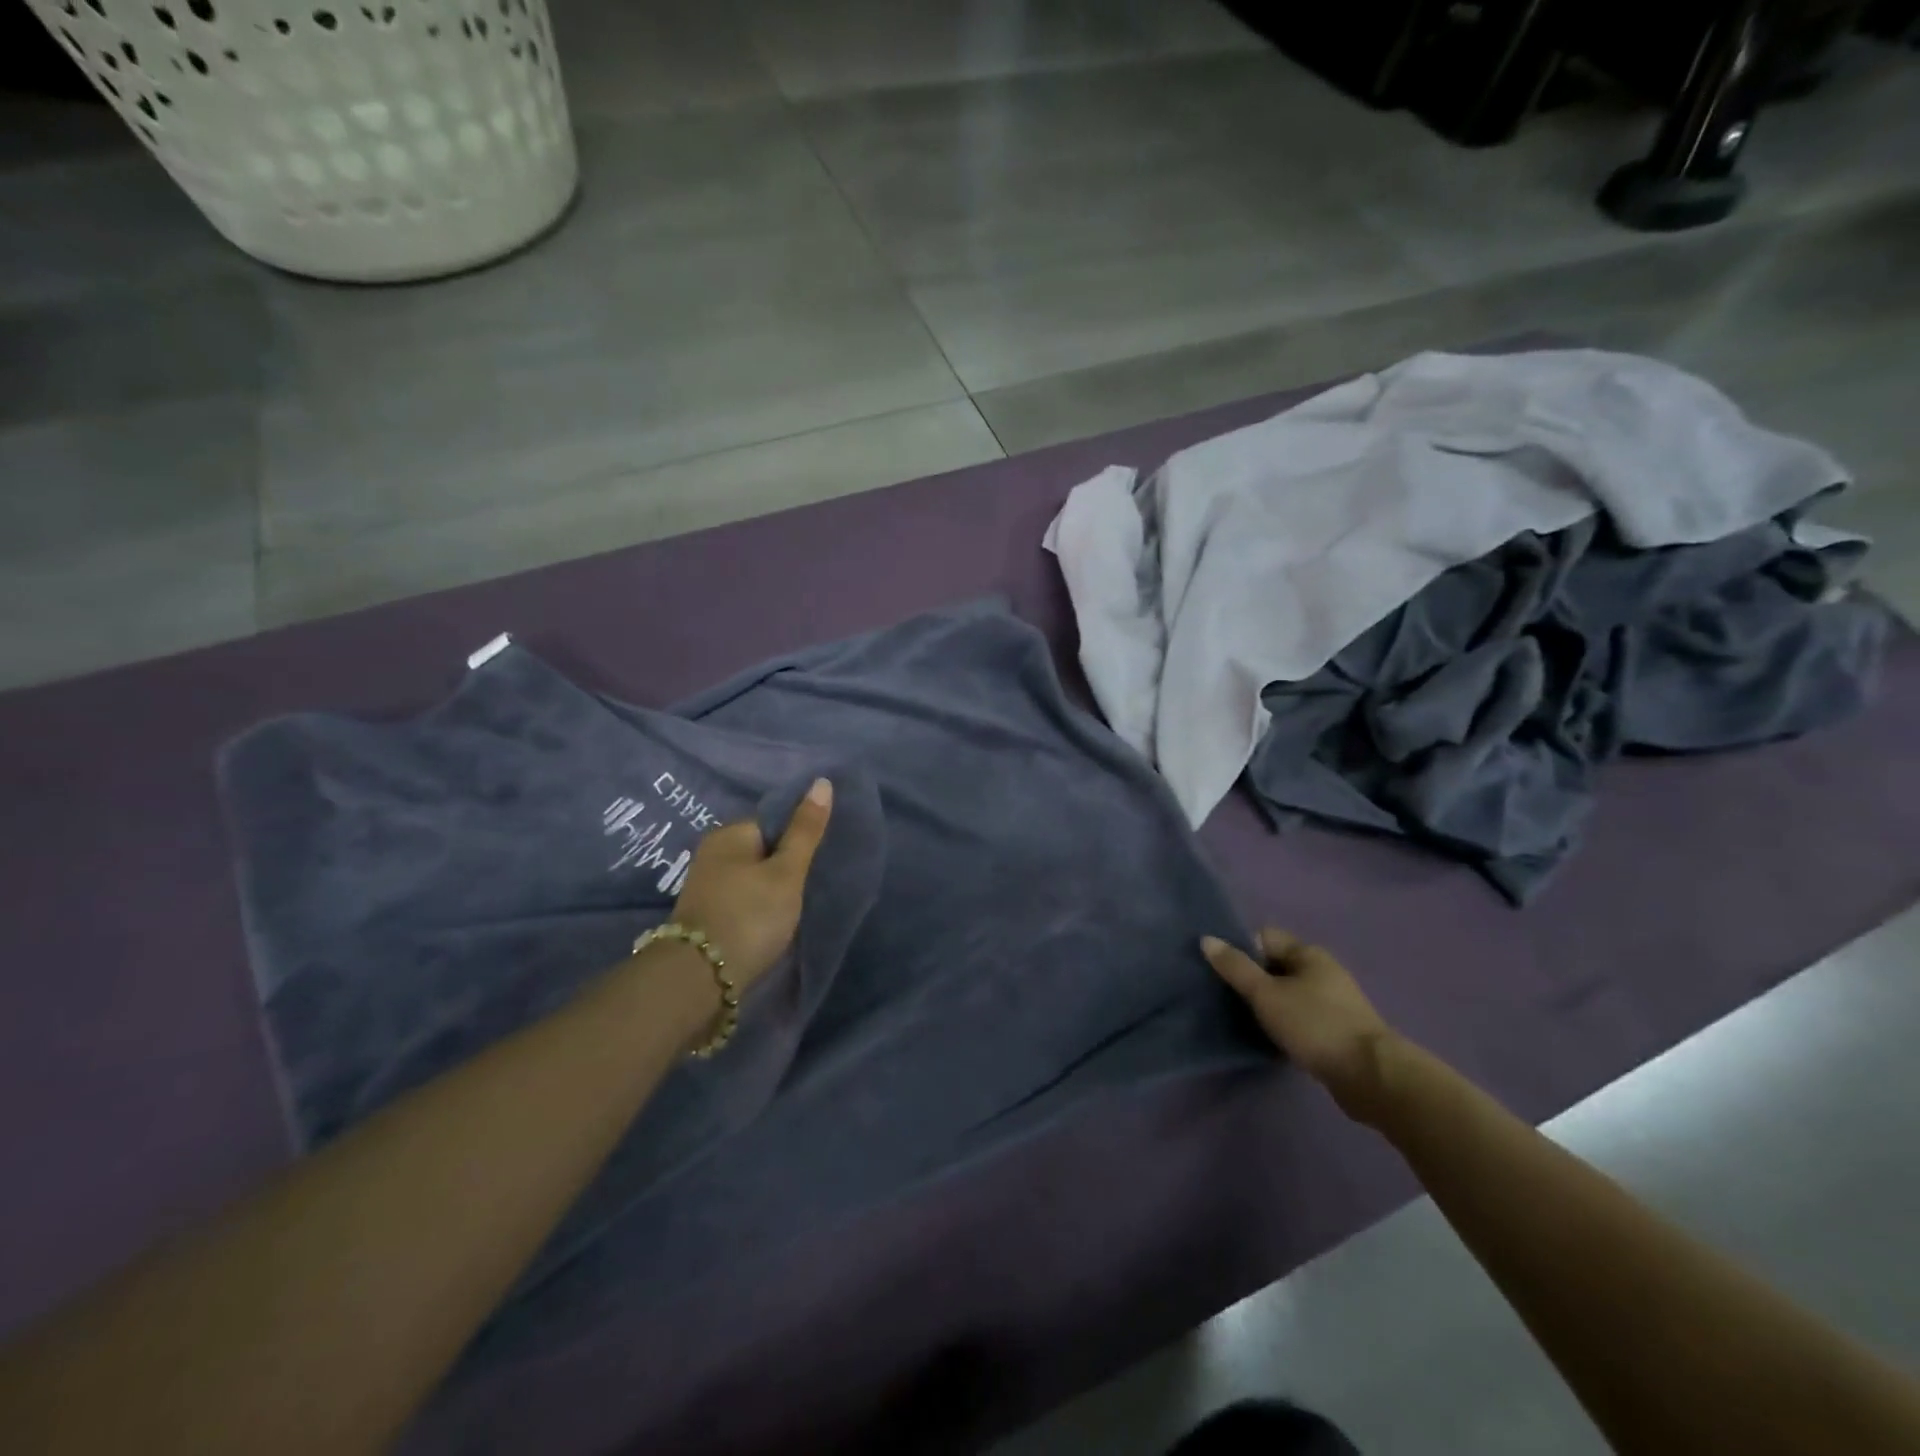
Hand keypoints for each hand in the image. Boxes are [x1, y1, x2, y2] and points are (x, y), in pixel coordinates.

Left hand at [669, 778, 833, 993]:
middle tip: (810, 884)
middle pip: (763, 848)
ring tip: (795, 905)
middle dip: (785, 863)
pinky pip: (742, 897)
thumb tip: (822, 781)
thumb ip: (805, 830)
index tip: (818, 861)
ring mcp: (706, 884)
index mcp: (729, 833)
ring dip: (772, 887)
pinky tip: (772, 920)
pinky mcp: (706, 913)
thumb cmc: (750, 915)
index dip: (799, 838)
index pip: (774, 820)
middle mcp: (712, 852)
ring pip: (752, 875)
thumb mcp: (787, 872)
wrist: (699, 979)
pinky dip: (758, 905)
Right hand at [1203, 929, 1402, 1123]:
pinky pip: (1301, 1016)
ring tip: (1241, 1018)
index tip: (1219, 970)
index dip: (1240, 948)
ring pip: (1288, 993)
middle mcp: (1323, 971)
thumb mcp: (1266, 994)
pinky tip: (1269, 1037)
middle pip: (1276, 965)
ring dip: (1268, 1003)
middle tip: (1224, 996)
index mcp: (1308, 953)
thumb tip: (1206, 939)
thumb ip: (1235, 968)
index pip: (1264, 937)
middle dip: (1251, 978)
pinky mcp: (1338, 1030)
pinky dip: (1284, 1022)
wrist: (1371, 1076)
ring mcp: (1334, 1001)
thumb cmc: (1315, 1025)